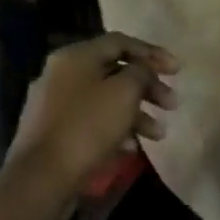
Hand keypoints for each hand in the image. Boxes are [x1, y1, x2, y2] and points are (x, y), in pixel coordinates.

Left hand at [9, 33, 177, 192]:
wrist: (42, 177)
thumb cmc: (88, 126)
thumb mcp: (125, 92)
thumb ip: (141, 73)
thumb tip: (142, 71)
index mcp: (76, 57)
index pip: (121, 42)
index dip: (153, 53)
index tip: (178, 71)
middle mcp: (62, 74)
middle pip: (115, 72)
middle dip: (148, 88)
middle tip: (172, 105)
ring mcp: (55, 104)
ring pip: (106, 100)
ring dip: (137, 113)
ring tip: (158, 134)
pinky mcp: (54, 131)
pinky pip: (92, 121)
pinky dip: (115, 129)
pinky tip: (131, 147)